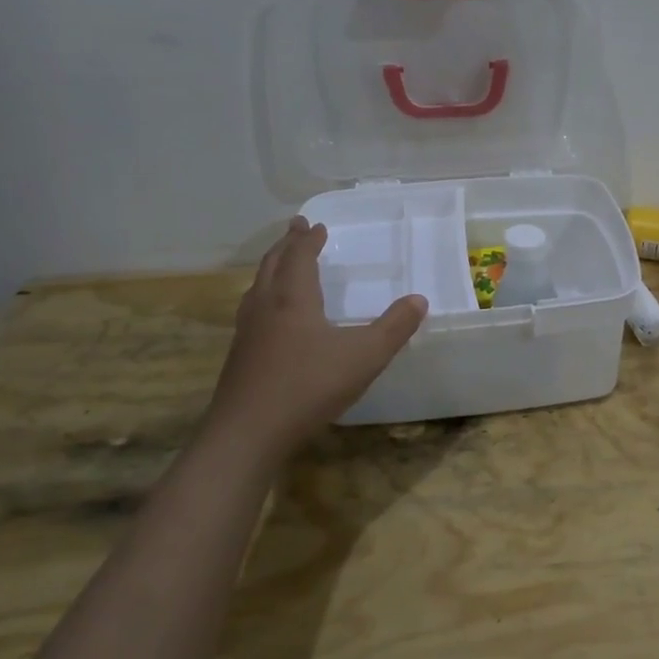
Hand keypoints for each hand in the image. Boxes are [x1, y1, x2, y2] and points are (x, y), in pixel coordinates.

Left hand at [203, 217, 426, 456]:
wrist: (248, 433)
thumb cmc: (308, 387)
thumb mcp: (364, 357)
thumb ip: (394, 328)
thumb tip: (419, 300)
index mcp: (293, 298)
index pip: (299, 257)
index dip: (308, 239)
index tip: (315, 225)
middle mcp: (265, 307)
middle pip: (272, 265)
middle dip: (286, 245)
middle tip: (295, 229)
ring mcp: (247, 333)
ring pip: (257, 288)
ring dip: (271, 269)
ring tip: (280, 265)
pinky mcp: (239, 358)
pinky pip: (251, 311)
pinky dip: (263, 297)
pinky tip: (270, 318)